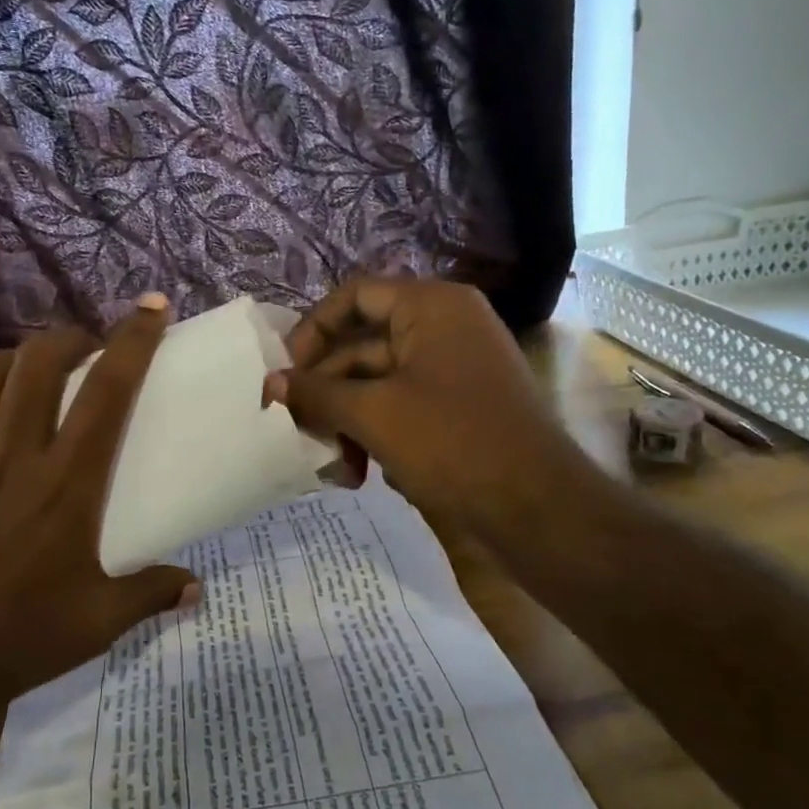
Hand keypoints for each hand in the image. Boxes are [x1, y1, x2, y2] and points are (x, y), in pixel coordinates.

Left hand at [0, 296, 197, 739]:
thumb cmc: (10, 643)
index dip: (133, 341)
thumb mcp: (95, 624)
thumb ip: (150, 595)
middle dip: (68, 338)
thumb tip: (196, 589)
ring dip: (11, 357)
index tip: (152, 308)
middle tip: (85, 346)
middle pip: (40, 364)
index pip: (108, 391)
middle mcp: (11, 454)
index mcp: (65, 482)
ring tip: (29, 364)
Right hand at [266, 276, 602, 539]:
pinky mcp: (459, 409)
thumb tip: (269, 383)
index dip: (312, 330)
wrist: (540, 512)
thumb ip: (316, 393)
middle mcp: (445, 327)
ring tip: (334, 467)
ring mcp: (454, 370)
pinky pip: (402, 408)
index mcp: (431, 307)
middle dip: (326, 392)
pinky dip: (376, 435)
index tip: (283, 373)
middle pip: (362, 345)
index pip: (354, 296)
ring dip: (347, 422)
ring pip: (378, 384)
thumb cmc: (453, 444)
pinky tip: (364, 475)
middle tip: (296, 430)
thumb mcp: (374, 415)